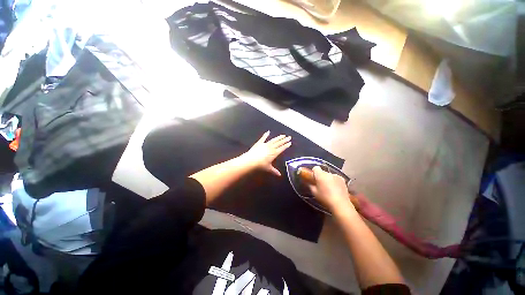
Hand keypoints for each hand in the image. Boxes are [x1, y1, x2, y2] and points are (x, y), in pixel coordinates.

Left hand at [242, 131, 290, 175]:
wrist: (251, 160)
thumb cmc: (261, 165)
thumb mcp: (268, 168)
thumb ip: (274, 171)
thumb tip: (279, 175)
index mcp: (274, 153)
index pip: (282, 148)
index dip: (286, 145)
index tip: (290, 142)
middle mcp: (271, 147)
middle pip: (279, 143)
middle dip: (284, 140)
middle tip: (289, 137)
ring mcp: (265, 144)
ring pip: (273, 140)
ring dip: (278, 137)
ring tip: (283, 135)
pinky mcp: (259, 143)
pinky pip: (263, 138)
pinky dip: (266, 135)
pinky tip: (268, 132)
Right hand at [308, 166, 354, 211]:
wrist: (341, 205)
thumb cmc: (325, 198)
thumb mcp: (314, 193)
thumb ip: (310, 185)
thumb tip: (309, 182)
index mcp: (321, 175)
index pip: (315, 168)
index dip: (314, 172)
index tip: (313, 179)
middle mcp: (329, 173)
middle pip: (323, 172)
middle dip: (321, 177)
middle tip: (320, 185)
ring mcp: (337, 176)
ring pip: (329, 175)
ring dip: (328, 179)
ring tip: (329, 188)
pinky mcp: (343, 180)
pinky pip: (336, 178)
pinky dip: (334, 182)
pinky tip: (335, 189)